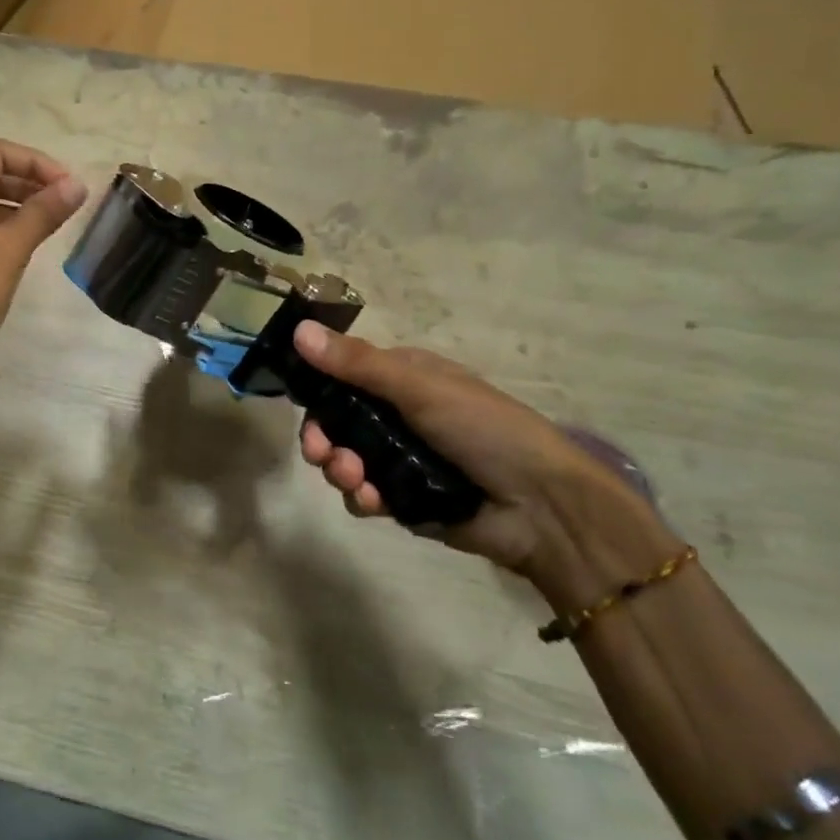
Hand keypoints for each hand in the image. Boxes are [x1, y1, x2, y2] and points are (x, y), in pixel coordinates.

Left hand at [0, 139, 86, 399]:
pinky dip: (12, 230)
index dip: (35, 161)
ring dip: (24, 206)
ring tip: (57, 223)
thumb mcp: (9, 248)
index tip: (67, 186)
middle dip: (32, 181)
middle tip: (68, 203)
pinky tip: (34, 247)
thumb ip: (43, 212)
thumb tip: (77, 184)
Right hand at [293, 322, 676, 595]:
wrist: (541, 508)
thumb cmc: (484, 429)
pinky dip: (362, 497)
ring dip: (340, 469)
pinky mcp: (403, 500)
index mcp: (403, 379)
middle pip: (336, 423)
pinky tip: (374, 502)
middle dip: (323, 438)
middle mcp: (397, 416)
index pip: (342, 377)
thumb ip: (358, 364)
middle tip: (321, 453)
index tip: (304, 407)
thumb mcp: (420, 388)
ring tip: (356, 480)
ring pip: (345, 460)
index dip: (318, 392)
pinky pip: (363, 495)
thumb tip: (298, 331)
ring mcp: (399, 459)